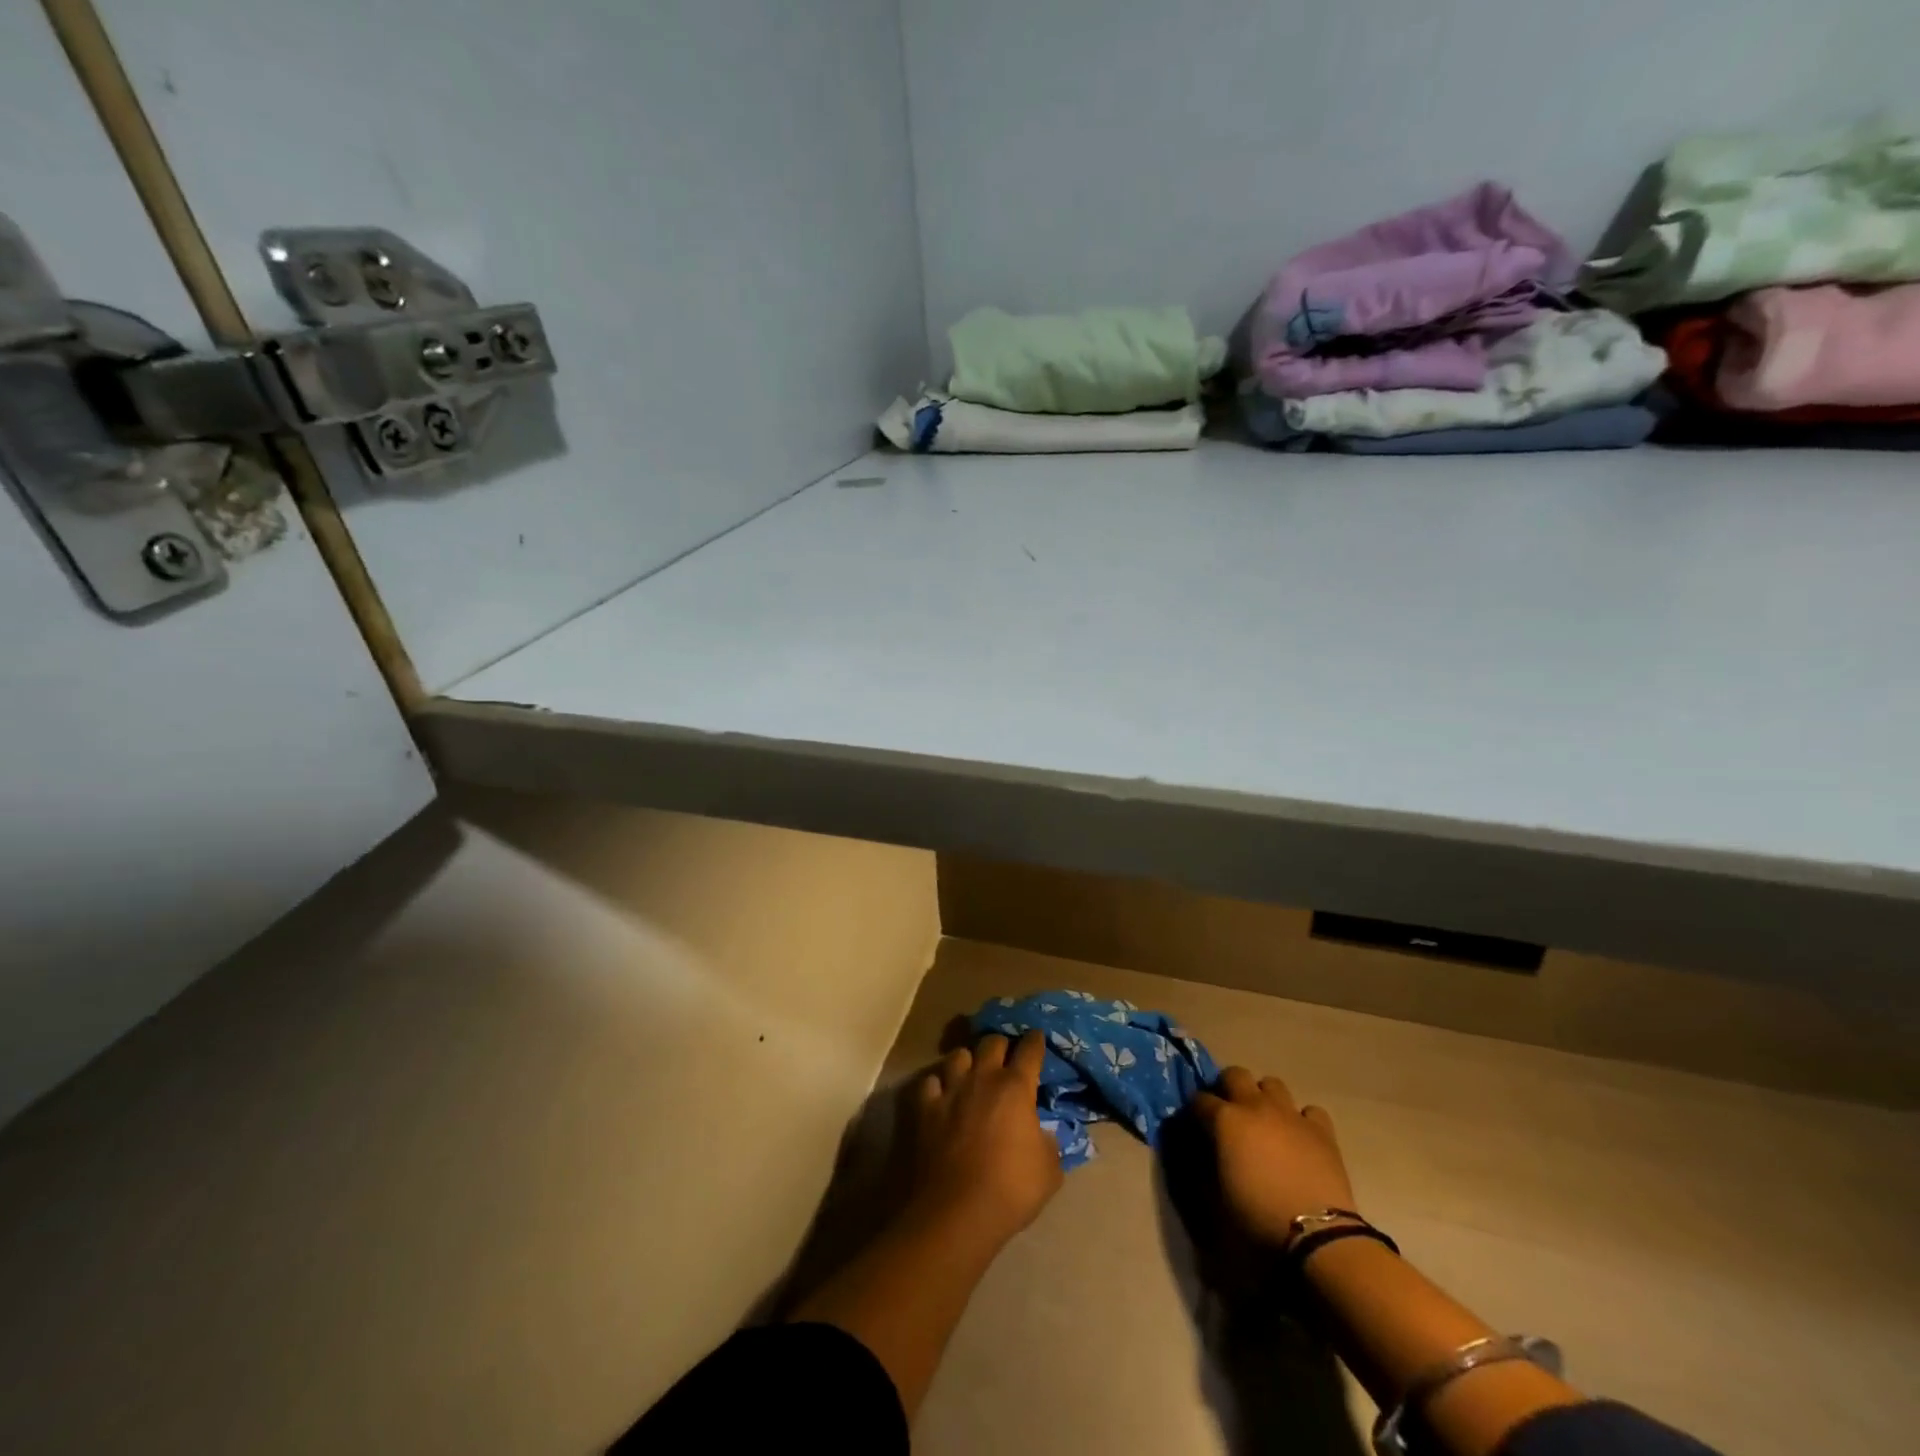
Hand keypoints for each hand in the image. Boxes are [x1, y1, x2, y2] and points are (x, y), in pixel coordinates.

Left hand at [908, 1032, 1063, 1248]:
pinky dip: (938, 1085)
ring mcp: (951, 1090)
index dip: (1035, 1041)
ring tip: (971, 1071)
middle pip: (992, 1042)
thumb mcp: (1049, 1170)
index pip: (1029, 1050)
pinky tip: (941, 1094)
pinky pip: (930, 1082)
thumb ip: (1049, 1143)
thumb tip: (1043, 1133)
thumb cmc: (1011, 1189)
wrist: (958, 1211)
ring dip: (968, 1060)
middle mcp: (983, 1078)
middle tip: (1006, 1056)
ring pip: (958, 1055)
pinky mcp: (926, 1108)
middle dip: (1001, 1045)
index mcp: (1016, 1087)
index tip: (1037, 1037)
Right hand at [1194, 1067, 1355, 1246]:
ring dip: (1264, 1098)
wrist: (1317, 1237)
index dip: (1194, 1112)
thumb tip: (1198, 1153)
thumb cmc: (1258, 1219)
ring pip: (1272, 1084)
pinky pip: (1310, 1111)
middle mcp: (1256, 1106)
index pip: (1198, 1100)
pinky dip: (1302, 1120)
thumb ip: (1201, 1167)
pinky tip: (1300, 1138)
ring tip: (1264, 1122)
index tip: (1194, 1127)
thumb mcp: (1214, 1199)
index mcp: (1225, 1120)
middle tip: (1228, 1114)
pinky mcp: (1322, 1131)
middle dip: (1227, 1088)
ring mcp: (1291, 1115)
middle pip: (1235, 1074)